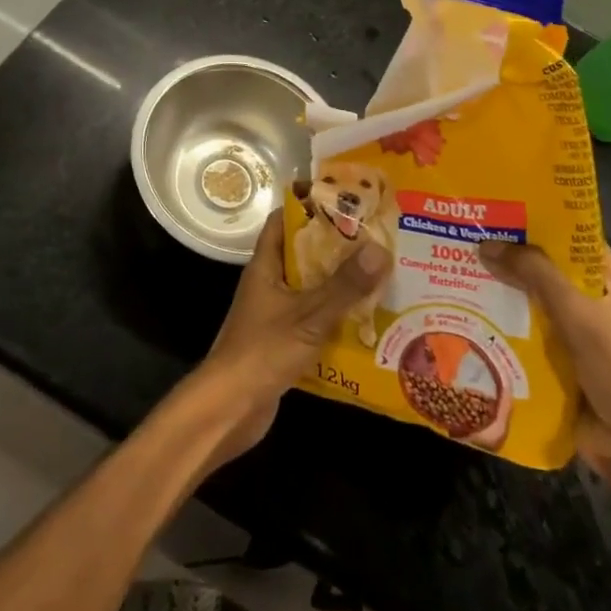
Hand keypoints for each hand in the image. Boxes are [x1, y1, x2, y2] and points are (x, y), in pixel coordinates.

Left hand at [194, 210, 389, 465]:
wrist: (230, 409)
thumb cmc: (263, 351)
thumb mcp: (309, 315)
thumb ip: (344, 285)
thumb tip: (380, 247)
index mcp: (265, 266)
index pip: (284, 221)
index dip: (310, 207)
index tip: (344, 201)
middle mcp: (268, 284)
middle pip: (303, 255)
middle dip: (336, 248)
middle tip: (376, 240)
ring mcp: (274, 314)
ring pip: (310, 289)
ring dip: (339, 285)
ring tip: (380, 277)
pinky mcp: (283, 343)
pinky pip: (313, 320)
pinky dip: (335, 318)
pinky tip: (366, 323)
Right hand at [479, 241, 610, 520]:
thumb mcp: (578, 313)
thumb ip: (535, 274)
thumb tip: (487, 243)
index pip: (576, 242)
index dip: (542, 225)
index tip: (500, 213)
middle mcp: (604, 307)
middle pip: (553, 274)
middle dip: (515, 261)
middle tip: (470, 241)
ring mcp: (586, 340)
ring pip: (539, 307)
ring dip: (507, 297)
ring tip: (461, 275)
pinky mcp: (569, 368)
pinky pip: (534, 339)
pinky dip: (510, 330)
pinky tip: (474, 319)